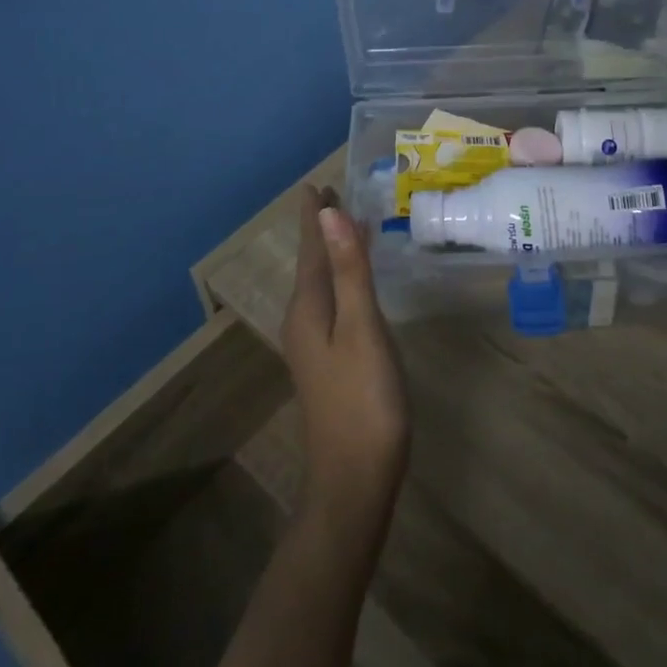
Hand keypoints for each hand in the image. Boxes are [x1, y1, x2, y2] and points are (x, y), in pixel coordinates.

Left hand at [281, 185, 409, 531]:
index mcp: (308, 307)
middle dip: (321, 229)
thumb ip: (349, 271)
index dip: (314, 216)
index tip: (316, 183)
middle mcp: (303, 320)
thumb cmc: (363, 400)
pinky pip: (332, 301)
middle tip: (334, 194)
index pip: (311, 248)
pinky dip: (342, 277)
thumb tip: (330, 215)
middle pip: (312, 262)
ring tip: (346, 225)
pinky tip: (355, 281)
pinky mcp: (329, 361)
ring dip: (331, 251)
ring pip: (321, 282)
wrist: (354, 482)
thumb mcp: (361, 328)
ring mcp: (314, 344)